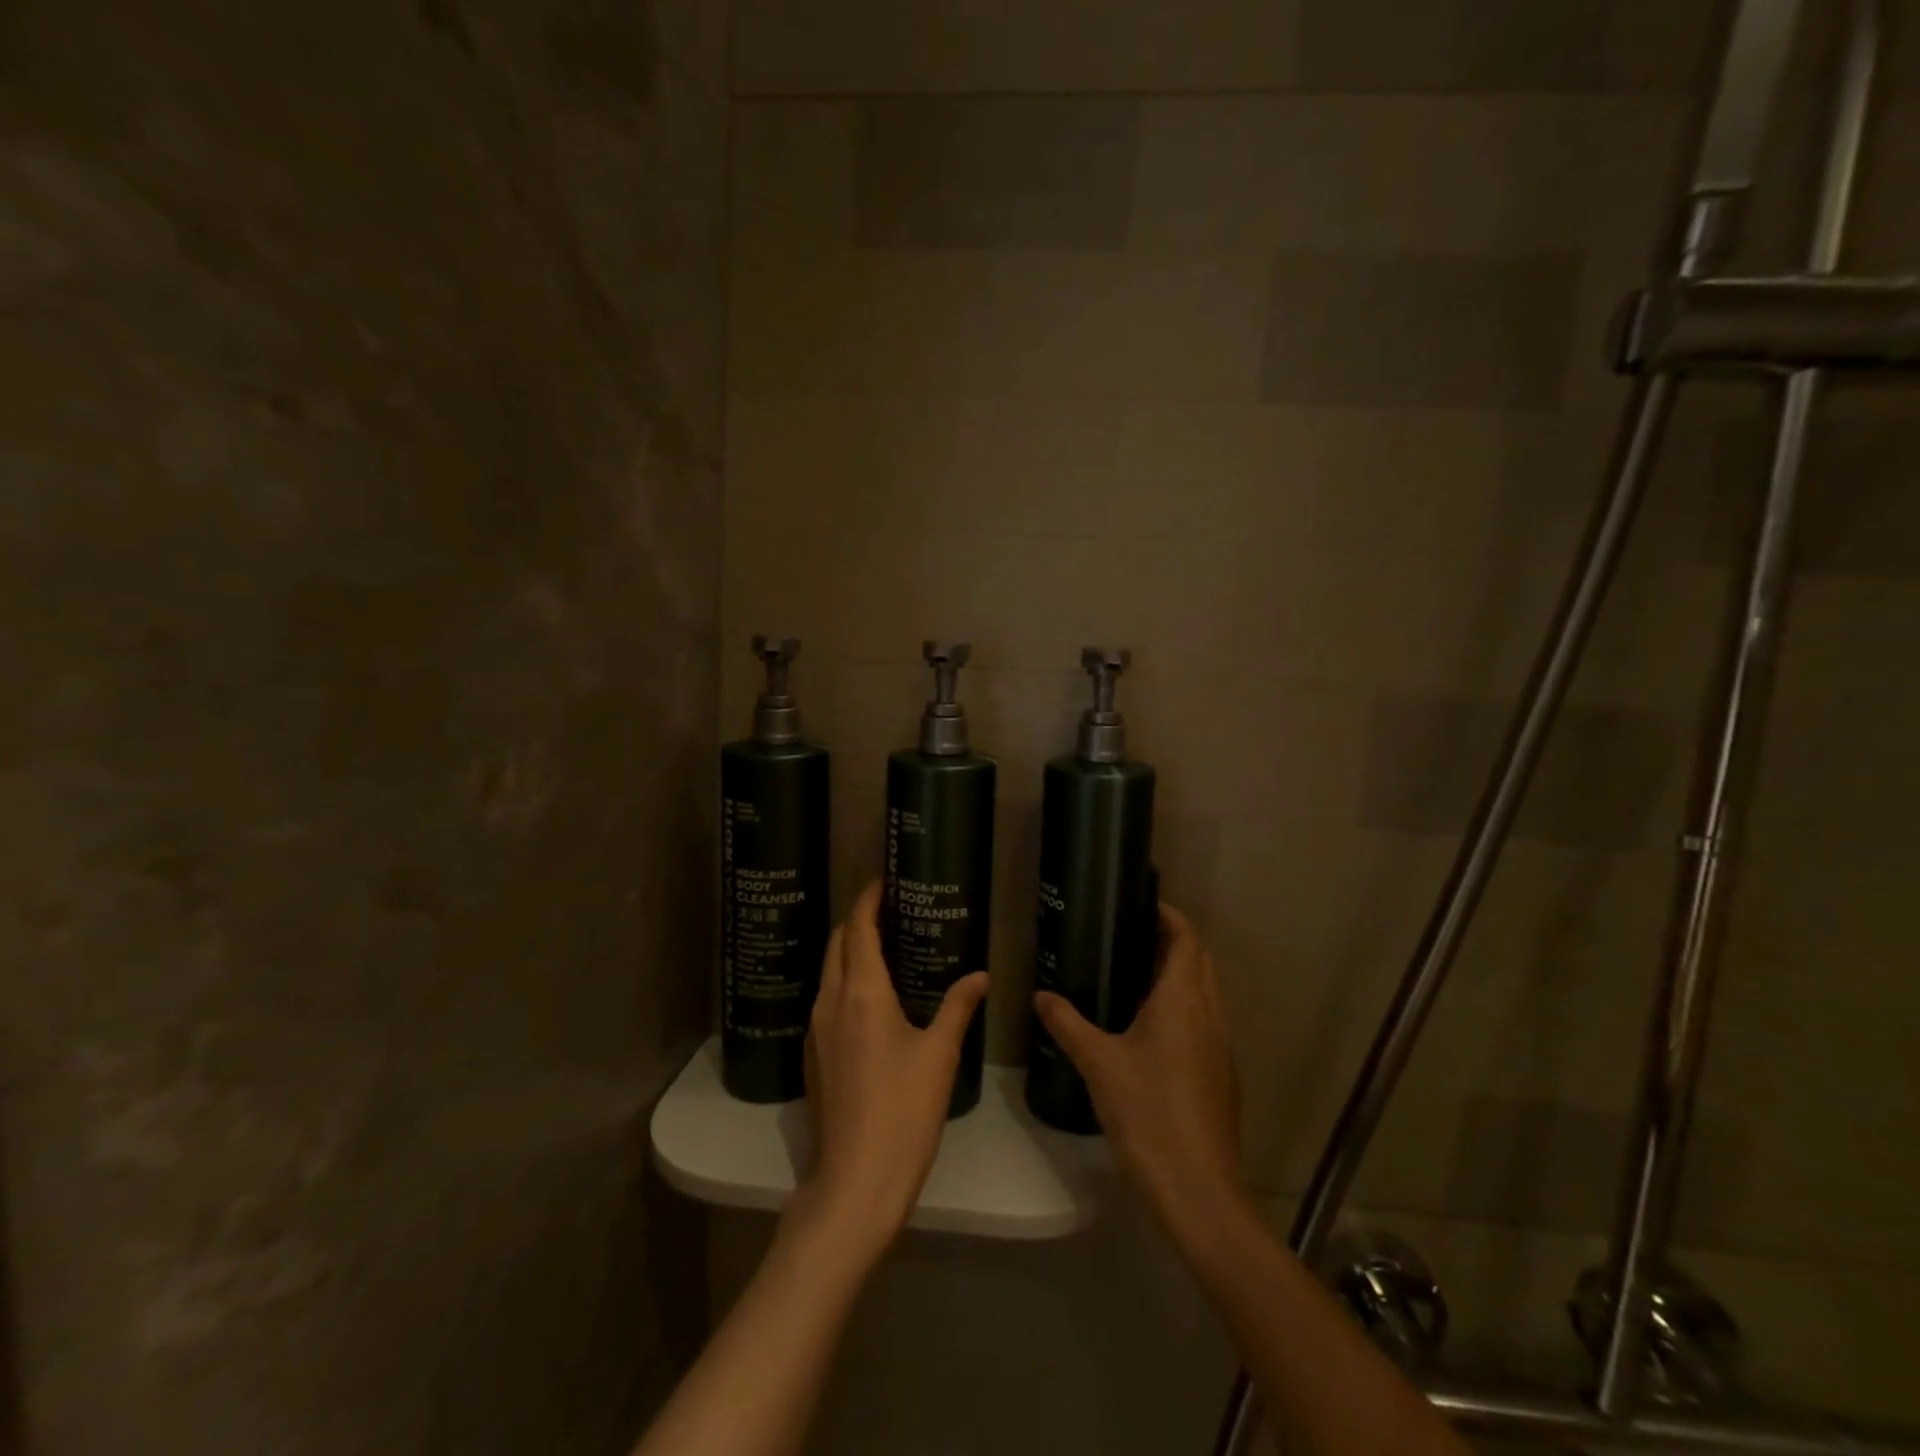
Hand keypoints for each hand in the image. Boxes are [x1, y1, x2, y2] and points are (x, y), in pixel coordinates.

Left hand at [798, 881, 988, 1254]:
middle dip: (859, 920)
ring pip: (829, 971)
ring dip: (851, 950)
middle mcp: (830, 1001)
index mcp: (861, 991)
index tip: (885, 880)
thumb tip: (980, 975)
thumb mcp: (939, 1054)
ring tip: (886, 948)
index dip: (869, 899)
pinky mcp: (813, 1055)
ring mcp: (816, 1030)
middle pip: (838, 943)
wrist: (855, 1181)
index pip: (858, 927)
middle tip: (892, 911)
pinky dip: (845, 981)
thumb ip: (958, 1007)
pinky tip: (871, 998)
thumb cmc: (904, 1110)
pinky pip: (827, 1000)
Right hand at [1034, 903, 1245, 1236]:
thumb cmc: (1147, 1112)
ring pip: (1207, 993)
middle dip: (1175, 941)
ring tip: (1137, 975)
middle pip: (1201, 961)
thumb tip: (1040, 995)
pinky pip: (1206, 1022)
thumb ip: (1068, 1024)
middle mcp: (1209, 1015)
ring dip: (1182, 975)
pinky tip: (1152, 1029)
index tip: (1144, 902)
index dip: (1171, 916)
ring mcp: (1221, 1047)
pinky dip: (1185, 1007)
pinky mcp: (1222, 1075)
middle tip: (1133, 934)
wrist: (1198, 1188)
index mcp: (1183, 1001)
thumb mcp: (1098, 1063)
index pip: (1187, 940)